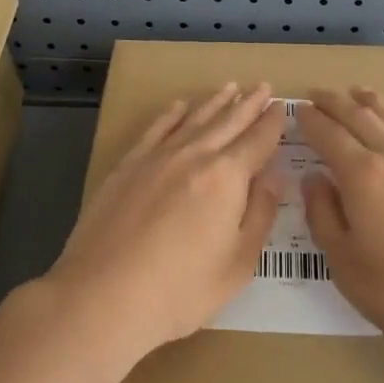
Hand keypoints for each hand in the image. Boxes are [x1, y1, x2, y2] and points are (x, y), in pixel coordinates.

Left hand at [43, 83, 283, 364]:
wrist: (103, 296)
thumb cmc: (180, 291)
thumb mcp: (237, 264)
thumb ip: (259, 214)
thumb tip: (274, 176)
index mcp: (227, 177)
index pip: (257, 141)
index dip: (272, 123)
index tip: (281, 107)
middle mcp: (194, 155)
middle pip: (228, 121)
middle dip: (248, 104)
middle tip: (263, 86)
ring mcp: (157, 157)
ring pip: (193, 119)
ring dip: (215, 101)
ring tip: (230, 86)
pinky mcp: (127, 165)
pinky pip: (156, 129)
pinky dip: (172, 114)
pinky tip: (180, 106)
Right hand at [297, 88, 383, 356]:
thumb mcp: (347, 265)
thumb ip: (323, 216)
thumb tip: (313, 178)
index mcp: (362, 176)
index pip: (328, 134)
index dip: (310, 120)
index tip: (298, 110)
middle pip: (360, 116)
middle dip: (334, 102)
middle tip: (317, 93)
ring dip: (371, 102)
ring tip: (357, 93)